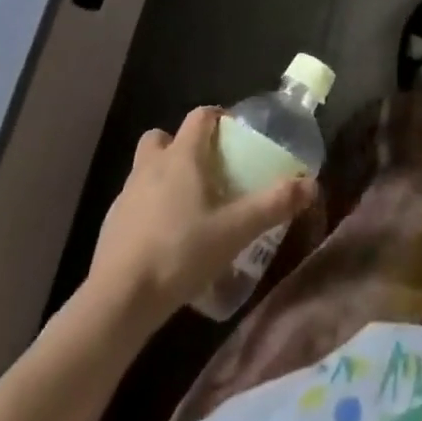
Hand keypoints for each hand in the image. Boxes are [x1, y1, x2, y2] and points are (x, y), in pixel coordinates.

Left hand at [86, 107, 315, 323]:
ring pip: (145, 169)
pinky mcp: (110, 228)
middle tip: (206, 168)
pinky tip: (165, 239)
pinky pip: (134, 203)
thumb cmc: (180, 253)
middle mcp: (151, 167)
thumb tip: (311, 185)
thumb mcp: (236, 230)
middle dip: (182, 145)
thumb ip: (274, 204)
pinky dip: (149, 209)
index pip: (200, 116)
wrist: (117, 304)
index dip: (218, 118)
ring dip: (164, 177)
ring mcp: (125, 197)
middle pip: (163, 137)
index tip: (235, 135)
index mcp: (182, 157)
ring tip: (188, 206)